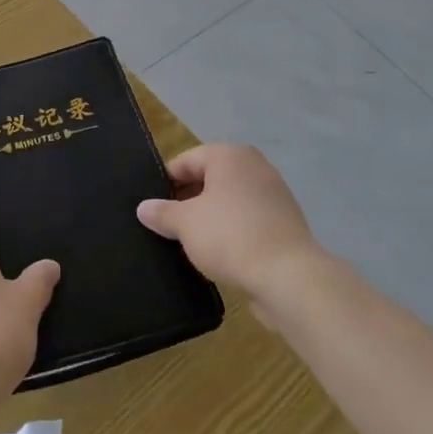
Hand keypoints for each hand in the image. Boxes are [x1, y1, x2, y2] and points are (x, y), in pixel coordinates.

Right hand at [137, 144, 324, 307]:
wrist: (289, 277)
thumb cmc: (230, 236)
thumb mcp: (185, 224)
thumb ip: (162, 212)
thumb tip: (143, 207)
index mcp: (230, 156)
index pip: (187, 160)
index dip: (165, 181)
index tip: (152, 206)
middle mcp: (254, 167)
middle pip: (209, 178)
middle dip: (187, 200)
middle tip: (167, 225)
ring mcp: (274, 194)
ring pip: (229, 200)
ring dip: (209, 217)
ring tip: (189, 241)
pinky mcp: (284, 223)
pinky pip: (247, 220)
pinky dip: (231, 231)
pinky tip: (218, 253)